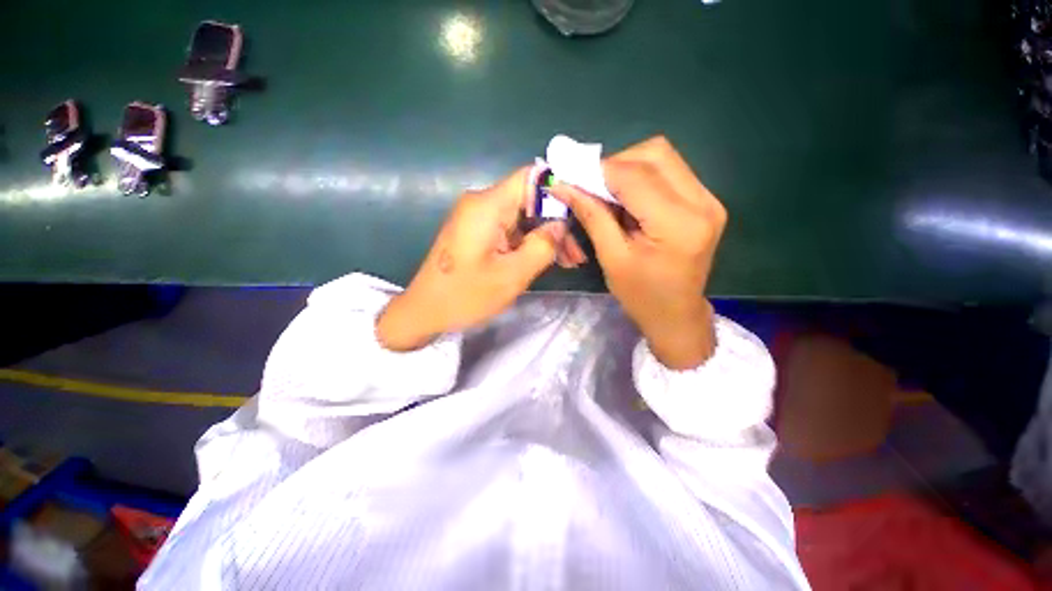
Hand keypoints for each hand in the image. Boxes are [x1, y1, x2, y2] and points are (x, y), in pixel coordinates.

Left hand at [377, 167, 586, 351]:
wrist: (424, 311)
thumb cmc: (465, 296)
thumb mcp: (512, 276)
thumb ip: (542, 247)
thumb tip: (561, 225)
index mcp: (488, 206)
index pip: (530, 178)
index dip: (559, 189)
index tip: (581, 212)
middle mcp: (482, 204)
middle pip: (530, 201)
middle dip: (556, 223)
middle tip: (576, 253)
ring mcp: (479, 218)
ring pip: (523, 218)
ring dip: (545, 237)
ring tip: (569, 261)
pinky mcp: (479, 232)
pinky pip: (511, 230)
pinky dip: (530, 243)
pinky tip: (547, 260)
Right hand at [552, 136, 726, 368]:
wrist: (676, 315)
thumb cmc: (641, 296)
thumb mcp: (612, 258)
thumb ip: (592, 216)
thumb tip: (563, 186)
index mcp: (678, 224)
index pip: (635, 176)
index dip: (598, 171)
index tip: (570, 176)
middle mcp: (702, 202)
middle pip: (655, 153)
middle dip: (615, 164)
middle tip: (591, 186)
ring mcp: (709, 199)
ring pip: (663, 157)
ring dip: (628, 167)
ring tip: (608, 193)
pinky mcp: (706, 202)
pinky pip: (670, 171)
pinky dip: (641, 177)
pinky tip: (627, 199)